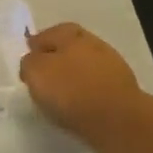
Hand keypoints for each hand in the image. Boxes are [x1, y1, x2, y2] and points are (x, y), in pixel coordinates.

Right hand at [19, 22, 145, 151]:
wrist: (118, 121)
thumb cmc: (71, 91)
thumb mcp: (36, 73)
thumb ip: (29, 63)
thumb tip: (33, 62)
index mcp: (72, 36)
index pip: (51, 32)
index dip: (39, 43)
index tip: (29, 58)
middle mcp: (94, 45)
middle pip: (71, 47)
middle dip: (57, 58)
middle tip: (43, 75)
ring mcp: (112, 68)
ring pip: (86, 67)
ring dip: (73, 77)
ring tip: (59, 95)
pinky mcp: (122, 92)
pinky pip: (97, 87)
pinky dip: (86, 93)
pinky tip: (77, 106)